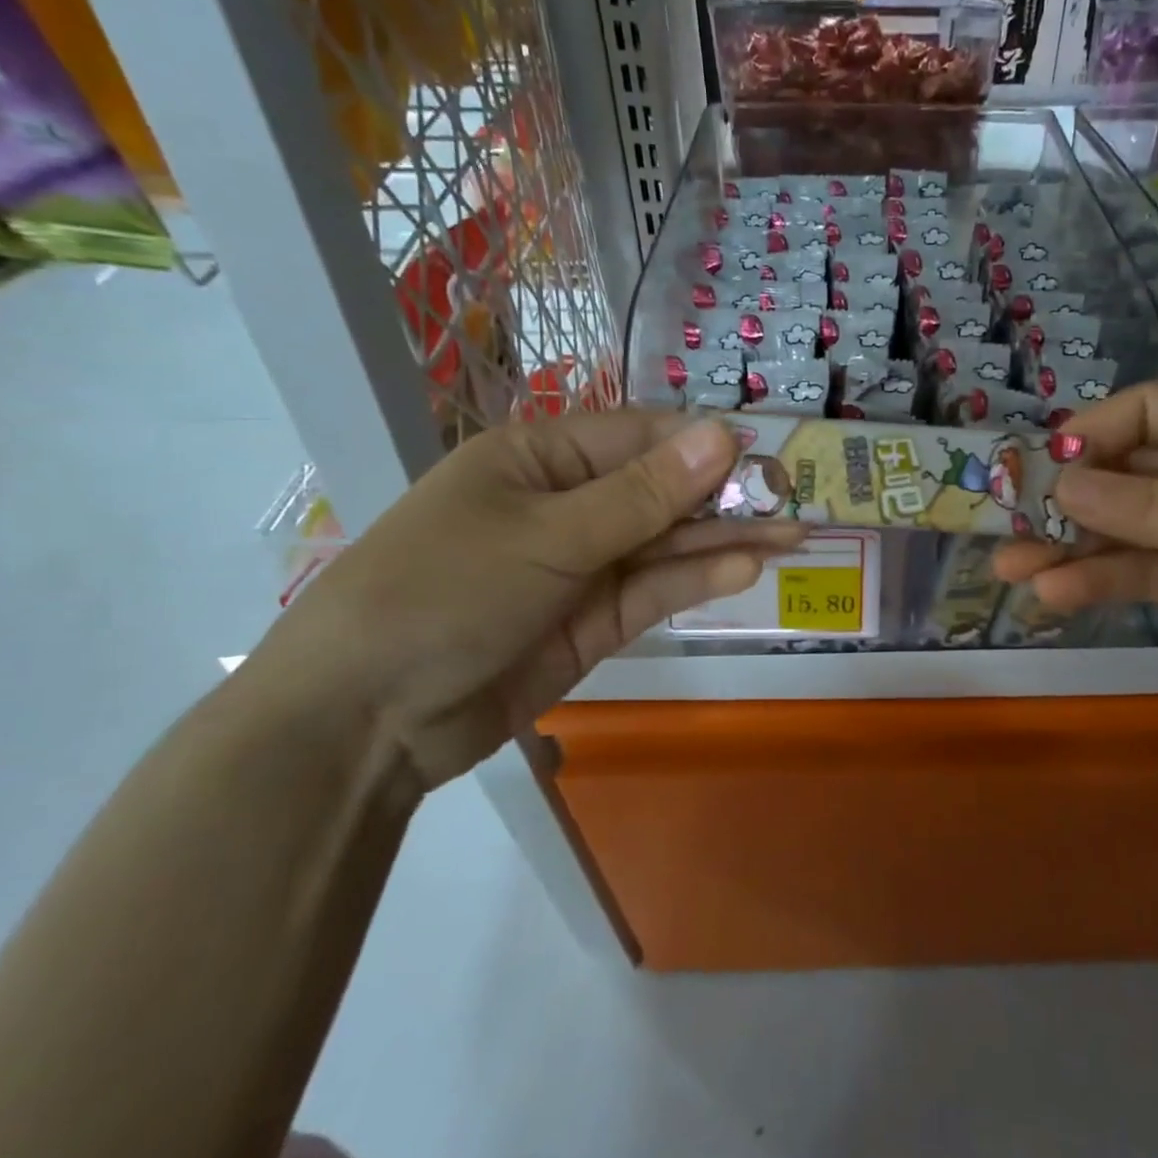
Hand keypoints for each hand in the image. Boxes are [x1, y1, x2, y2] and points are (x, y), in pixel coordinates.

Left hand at [261, 412, 802, 788]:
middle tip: (795, 502)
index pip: (640, 437)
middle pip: (660, 492)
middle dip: (725, 497)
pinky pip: (652, 591)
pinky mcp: (591, 623)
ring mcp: (580, 567)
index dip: (704, 445)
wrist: (362, 723)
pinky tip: (744, 570)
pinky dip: (695, 581)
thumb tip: (723, 434)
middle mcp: (565, 506)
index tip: (767, 458)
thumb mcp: (548, 536)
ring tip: (792, 536)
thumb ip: (643, 494)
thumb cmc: (443, 593)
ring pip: (665, 544)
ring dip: (724, 541)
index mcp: (540, 459)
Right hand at [996, 379, 1157, 721]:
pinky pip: (1142, 570)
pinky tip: (1055, 595)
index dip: (1095, 431)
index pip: (1152, 410)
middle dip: (1070, 498)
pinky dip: (1100, 580)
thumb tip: (1059, 484)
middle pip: (1129, 471)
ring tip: (1012, 568)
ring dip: (1071, 546)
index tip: (1043, 464)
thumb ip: (1146, 505)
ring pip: (1127, 527)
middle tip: (1009, 520)